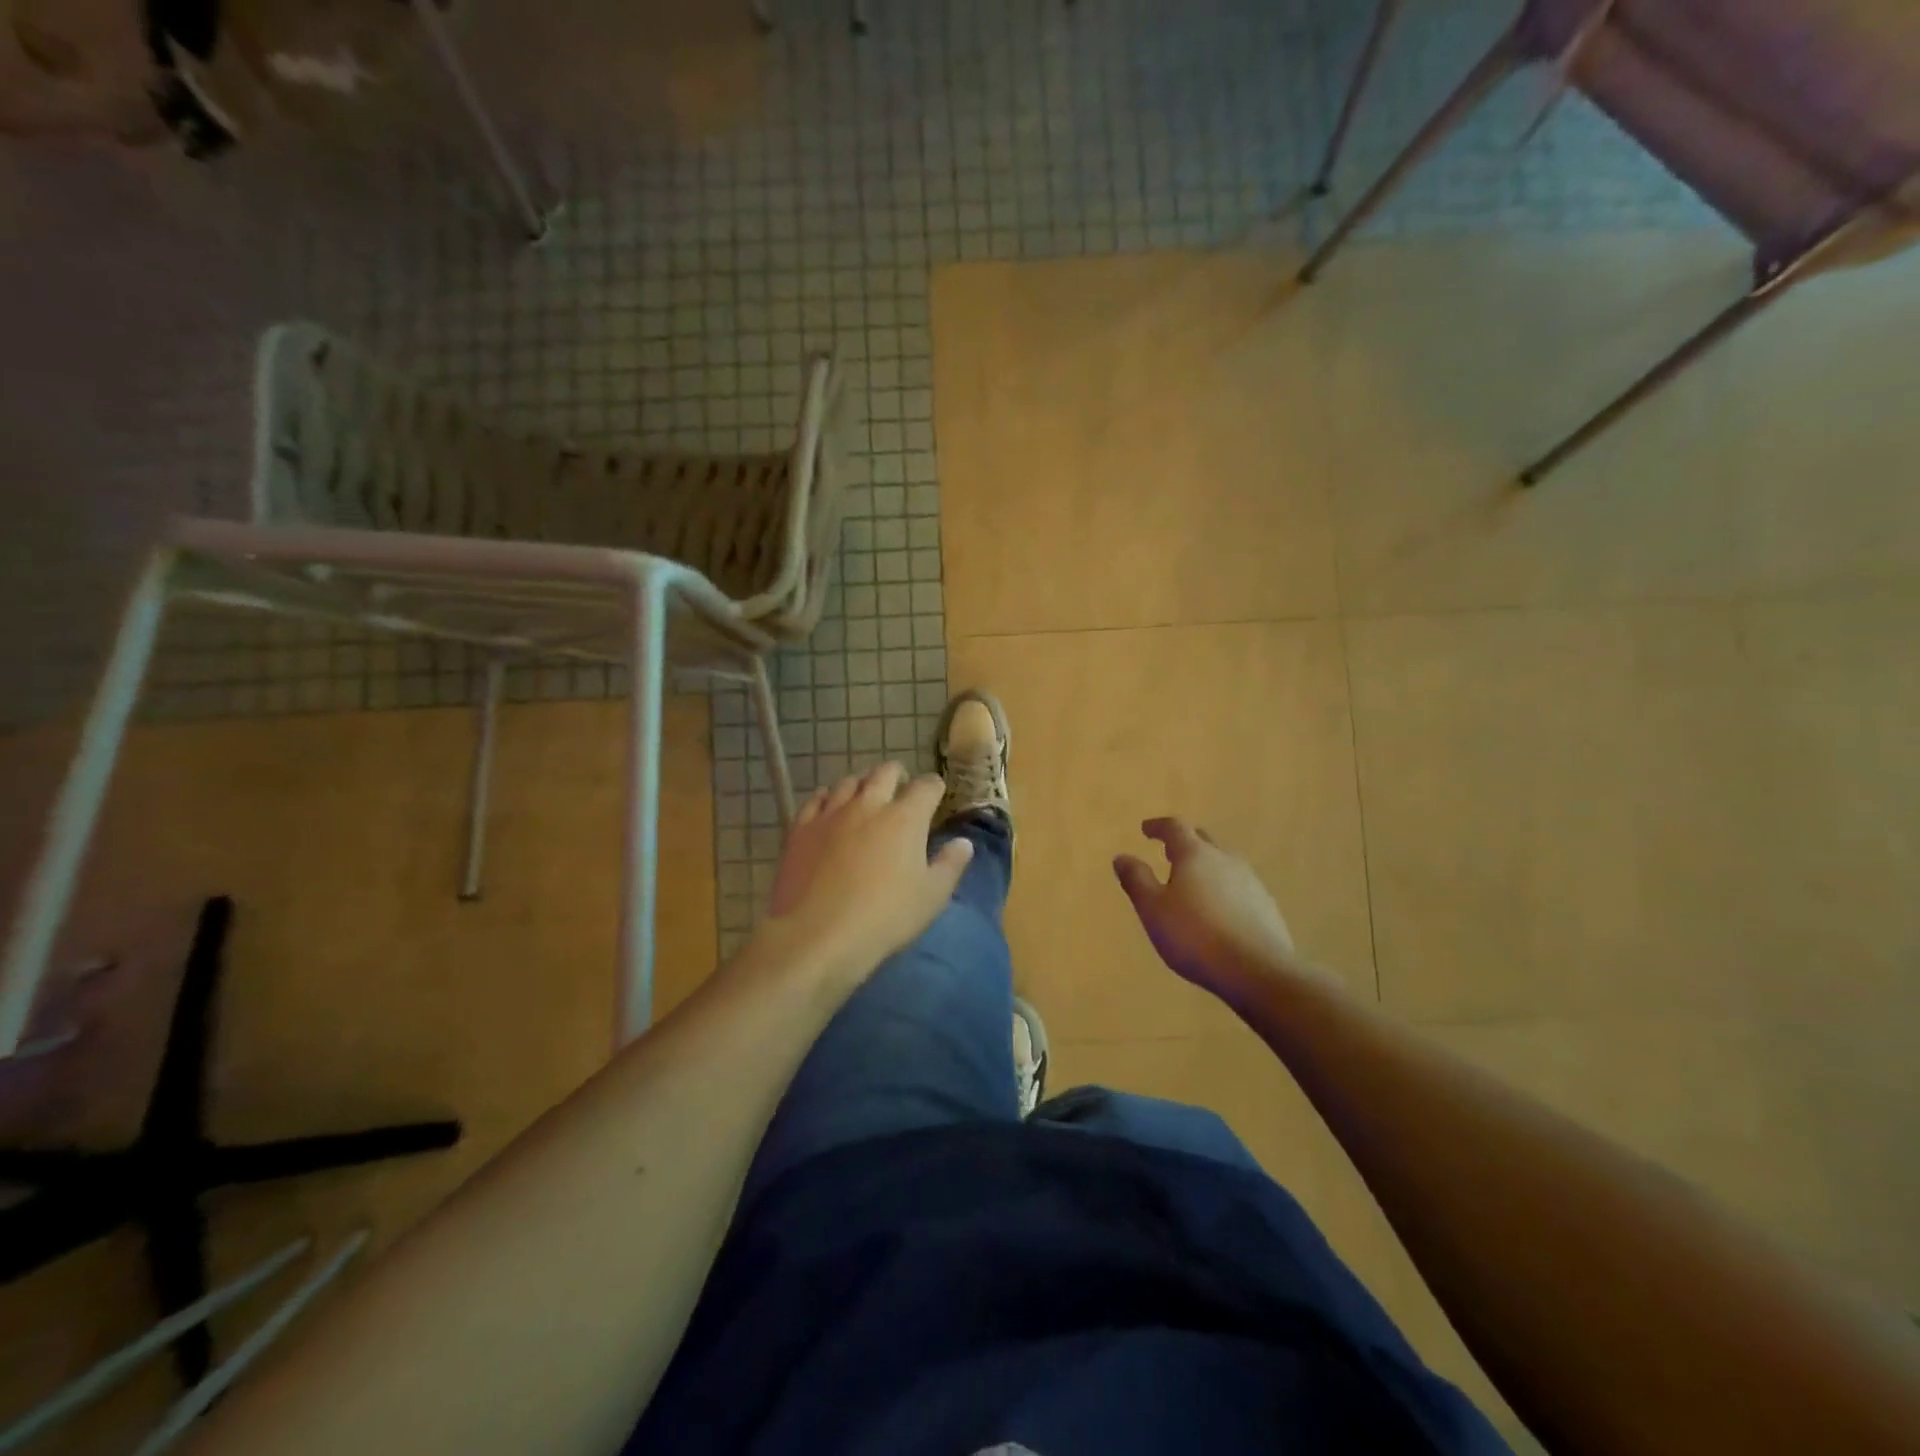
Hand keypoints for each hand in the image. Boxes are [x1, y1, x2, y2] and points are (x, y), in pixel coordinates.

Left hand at [756, 763, 972, 988]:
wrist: (818, 934)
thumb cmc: (885, 917)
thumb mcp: (931, 897)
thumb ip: (951, 865)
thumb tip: (964, 842)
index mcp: (906, 819)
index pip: (926, 787)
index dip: (934, 787)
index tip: (936, 794)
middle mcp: (869, 805)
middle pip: (885, 773)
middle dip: (897, 775)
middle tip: (901, 788)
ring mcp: (832, 813)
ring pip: (849, 782)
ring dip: (862, 784)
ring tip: (865, 796)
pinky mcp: (802, 828)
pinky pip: (816, 799)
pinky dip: (827, 797)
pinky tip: (829, 806)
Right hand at [1114, 818, 1309, 1005]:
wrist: (1258, 972)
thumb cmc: (1195, 936)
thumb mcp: (1153, 909)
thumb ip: (1137, 880)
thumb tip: (1122, 857)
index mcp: (1195, 855)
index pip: (1175, 828)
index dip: (1158, 826)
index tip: (1146, 830)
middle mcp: (1225, 860)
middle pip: (1202, 841)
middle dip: (1184, 844)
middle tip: (1168, 854)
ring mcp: (1251, 882)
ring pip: (1223, 865)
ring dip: (1206, 869)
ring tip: (1192, 886)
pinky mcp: (1266, 906)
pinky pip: (1239, 888)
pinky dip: (1223, 891)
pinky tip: (1218, 913)